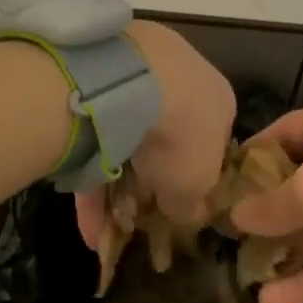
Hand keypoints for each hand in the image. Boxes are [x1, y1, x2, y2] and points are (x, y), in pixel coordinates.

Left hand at [74, 21, 233, 246]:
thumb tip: (182, 211)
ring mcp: (141, 72)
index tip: (171, 209)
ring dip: (114, 186)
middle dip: (146, 184)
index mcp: (218, 100)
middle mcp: (184, 79)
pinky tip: (85, 216)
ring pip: (127, 138)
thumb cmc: (182, 134)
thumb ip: (191, 203)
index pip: (210, 143)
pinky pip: (97, 132)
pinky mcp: (102, 75)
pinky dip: (90, 173)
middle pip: (166, 140)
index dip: (191, 181)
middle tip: (131, 220)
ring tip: (101, 230)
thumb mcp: (196, 186)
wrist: (132, 81)